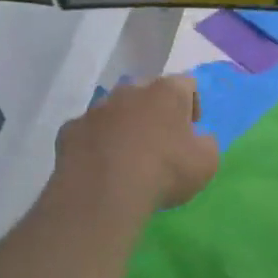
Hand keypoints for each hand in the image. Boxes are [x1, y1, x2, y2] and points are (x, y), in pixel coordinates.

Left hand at [54, 76, 218, 211]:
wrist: (104, 193)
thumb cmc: (165, 171)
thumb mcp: (207, 162)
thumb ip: (207, 143)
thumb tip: (198, 139)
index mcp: (167, 92)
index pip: (187, 83)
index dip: (192, 104)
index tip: (192, 129)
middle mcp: (129, 90)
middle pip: (147, 91)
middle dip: (155, 110)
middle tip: (161, 140)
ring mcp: (96, 109)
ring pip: (114, 110)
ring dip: (124, 125)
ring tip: (128, 155)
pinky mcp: (70, 130)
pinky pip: (88, 131)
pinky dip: (96, 143)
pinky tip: (101, 167)